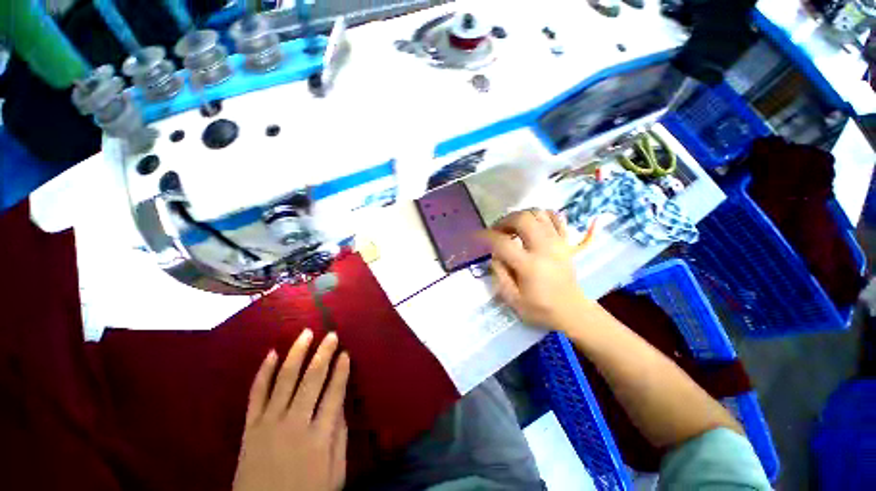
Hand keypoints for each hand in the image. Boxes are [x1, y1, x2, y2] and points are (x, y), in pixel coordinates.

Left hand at [233, 330, 349, 490]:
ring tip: (306, 333)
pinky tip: (272, 353)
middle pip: (312, 380)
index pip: (334, 393)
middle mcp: (295, 423)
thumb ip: (340, 437)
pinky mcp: (250, 427)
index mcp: (320, 437)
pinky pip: (256, 394)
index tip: (345, 353)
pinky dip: (264, 372)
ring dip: (297, 353)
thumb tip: (341, 404)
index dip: (341, 371)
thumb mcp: (335, 473)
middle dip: (323, 354)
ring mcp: (270, 423)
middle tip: (331, 335)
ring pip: (285, 380)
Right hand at [483, 209, 592, 330]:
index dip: (486, 236)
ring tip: (512, 227)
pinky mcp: (565, 242)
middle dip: (504, 220)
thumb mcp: (512, 299)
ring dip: (521, 216)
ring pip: (538, 213)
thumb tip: (494, 254)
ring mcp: (557, 242)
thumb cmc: (540, 309)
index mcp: (529, 266)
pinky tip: (532, 225)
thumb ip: (499, 275)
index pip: (502, 243)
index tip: (477, 235)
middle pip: (523, 219)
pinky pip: (555, 217)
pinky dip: (541, 216)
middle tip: (497, 231)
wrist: (572, 311)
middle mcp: (544, 249)